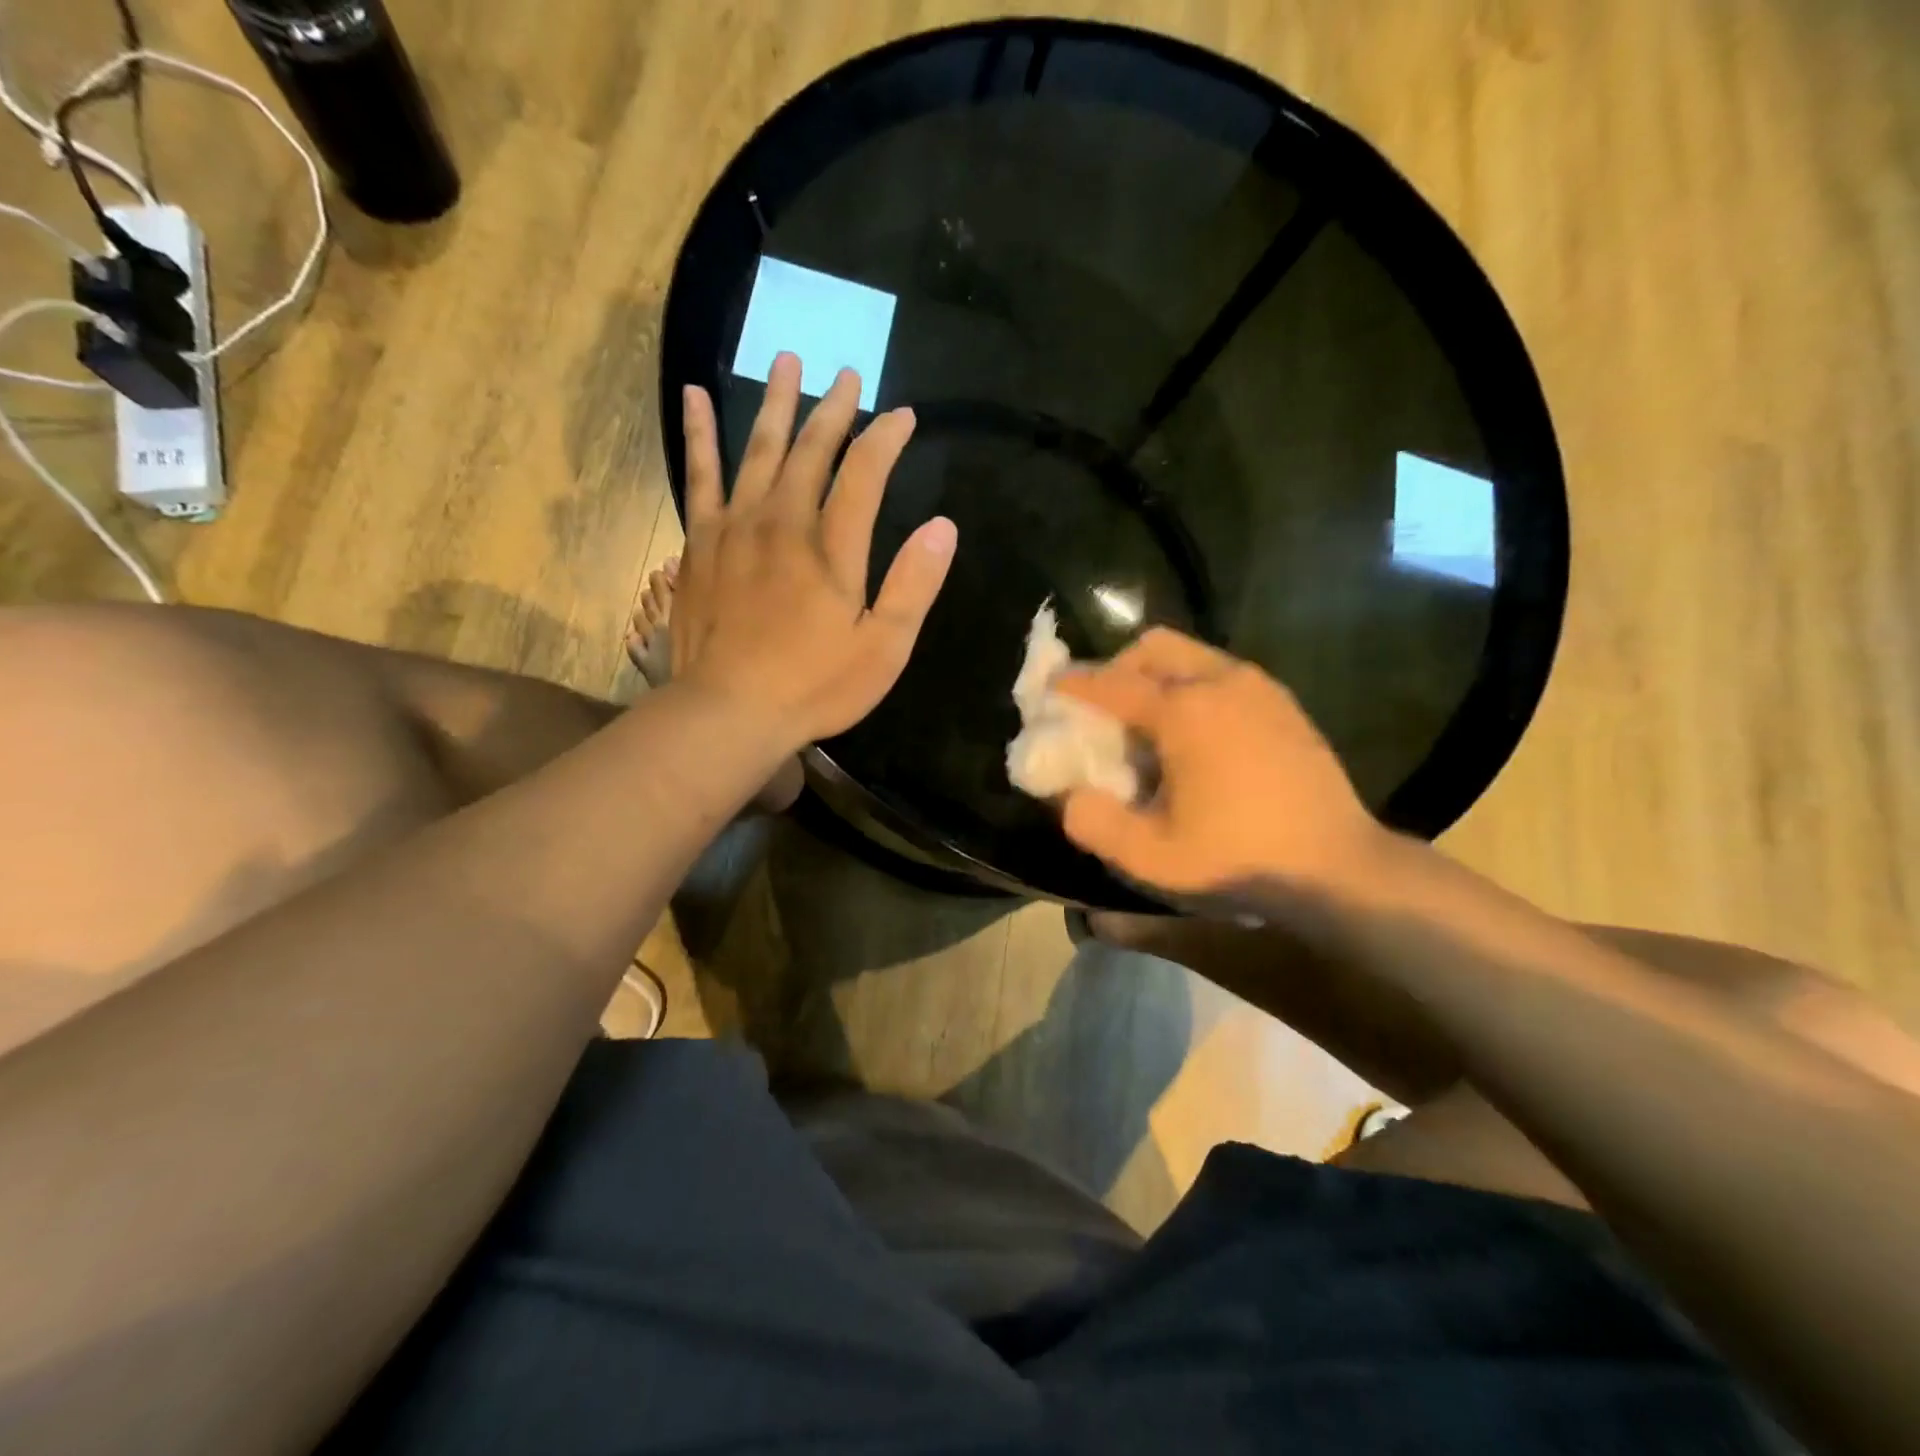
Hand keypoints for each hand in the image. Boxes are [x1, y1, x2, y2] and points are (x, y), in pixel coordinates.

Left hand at [669, 353, 956, 747]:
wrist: (728, 711)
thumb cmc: (813, 686)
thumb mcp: (882, 649)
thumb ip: (913, 585)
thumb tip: (943, 526)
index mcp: (832, 548)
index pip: (865, 474)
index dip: (885, 439)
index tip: (902, 417)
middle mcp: (783, 521)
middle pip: (811, 450)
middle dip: (835, 410)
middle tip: (848, 375)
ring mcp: (736, 527)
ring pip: (759, 449)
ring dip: (776, 404)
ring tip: (787, 361)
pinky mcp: (701, 542)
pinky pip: (700, 475)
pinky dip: (701, 435)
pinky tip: (698, 398)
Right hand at [1056, 628, 1386, 903]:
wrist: (1338, 868)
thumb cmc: (1238, 859)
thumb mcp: (1150, 857)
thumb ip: (1092, 821)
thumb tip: (1068, 793)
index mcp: (1184, 711)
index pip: (1111, 683)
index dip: (1073, 685)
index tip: (1050, 690)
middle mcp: (1221, 681)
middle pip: (1153, 647)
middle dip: (1118, 668)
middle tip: (1103, 710)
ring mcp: (1259, 687)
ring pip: (1190, 655)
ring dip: (1157, 677)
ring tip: (1148, 726)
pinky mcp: (1283, 703)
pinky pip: (1221, 673)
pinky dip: (1192, 688)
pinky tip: (1195, 736)